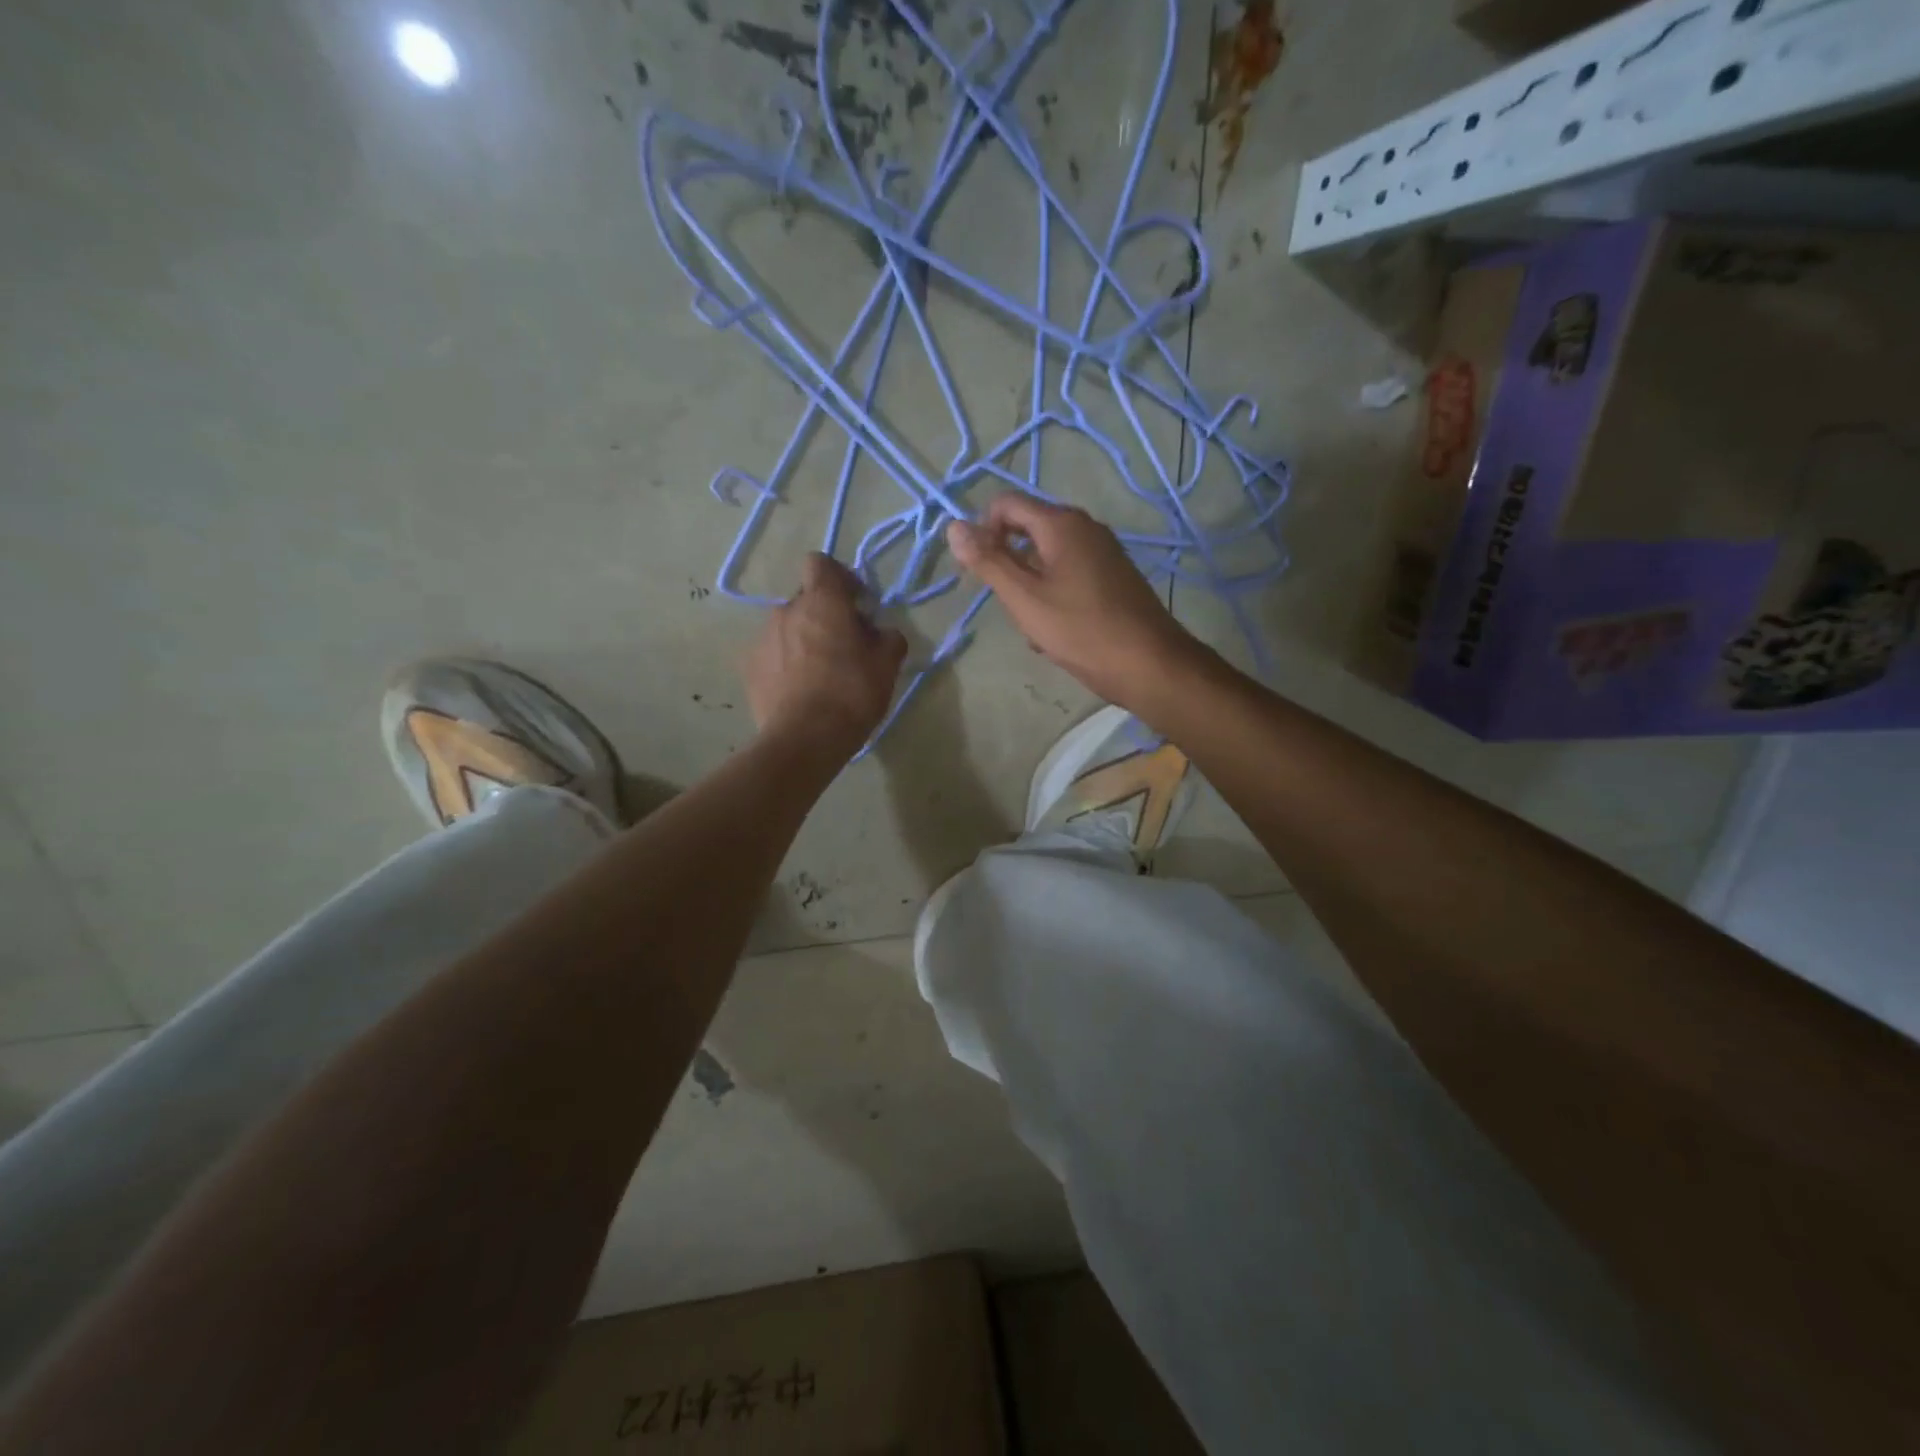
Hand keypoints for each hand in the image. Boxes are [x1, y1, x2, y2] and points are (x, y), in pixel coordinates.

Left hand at [743, 554, 907, 760]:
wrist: (804, 740)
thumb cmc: (851, 694)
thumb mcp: (887, 666)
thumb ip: (889, 638)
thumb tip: (882, 632)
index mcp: (822, 602)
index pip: (820, 563)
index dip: (840, 578)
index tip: (856, 604)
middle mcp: (786, 611)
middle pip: (807, 600)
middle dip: (825, 615)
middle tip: (845, 646)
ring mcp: (762, 639)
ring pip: (788, 628)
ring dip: (804, 640)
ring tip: (821, 674)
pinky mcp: (749, 668)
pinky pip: (773, 654)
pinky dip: (786, 664)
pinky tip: (800, 691)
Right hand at [946, 493, 1201, 710]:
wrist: (1148, 664)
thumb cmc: (1080, 630)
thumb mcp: (1024, 598)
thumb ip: (988, 561)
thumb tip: (953, 526)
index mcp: (1061, 523)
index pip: (1006, 504)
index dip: (983, 531)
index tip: (980, 572)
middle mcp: (1084, 527)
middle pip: (1027, 532)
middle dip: (1009, 566)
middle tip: (1011, 607)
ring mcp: (1103, 552)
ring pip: (1046, 560)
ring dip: (1030, 589)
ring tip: (1035, 628)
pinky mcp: (1113, 577)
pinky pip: (1069, 577)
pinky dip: (1054, 598)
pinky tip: (1057, 634)